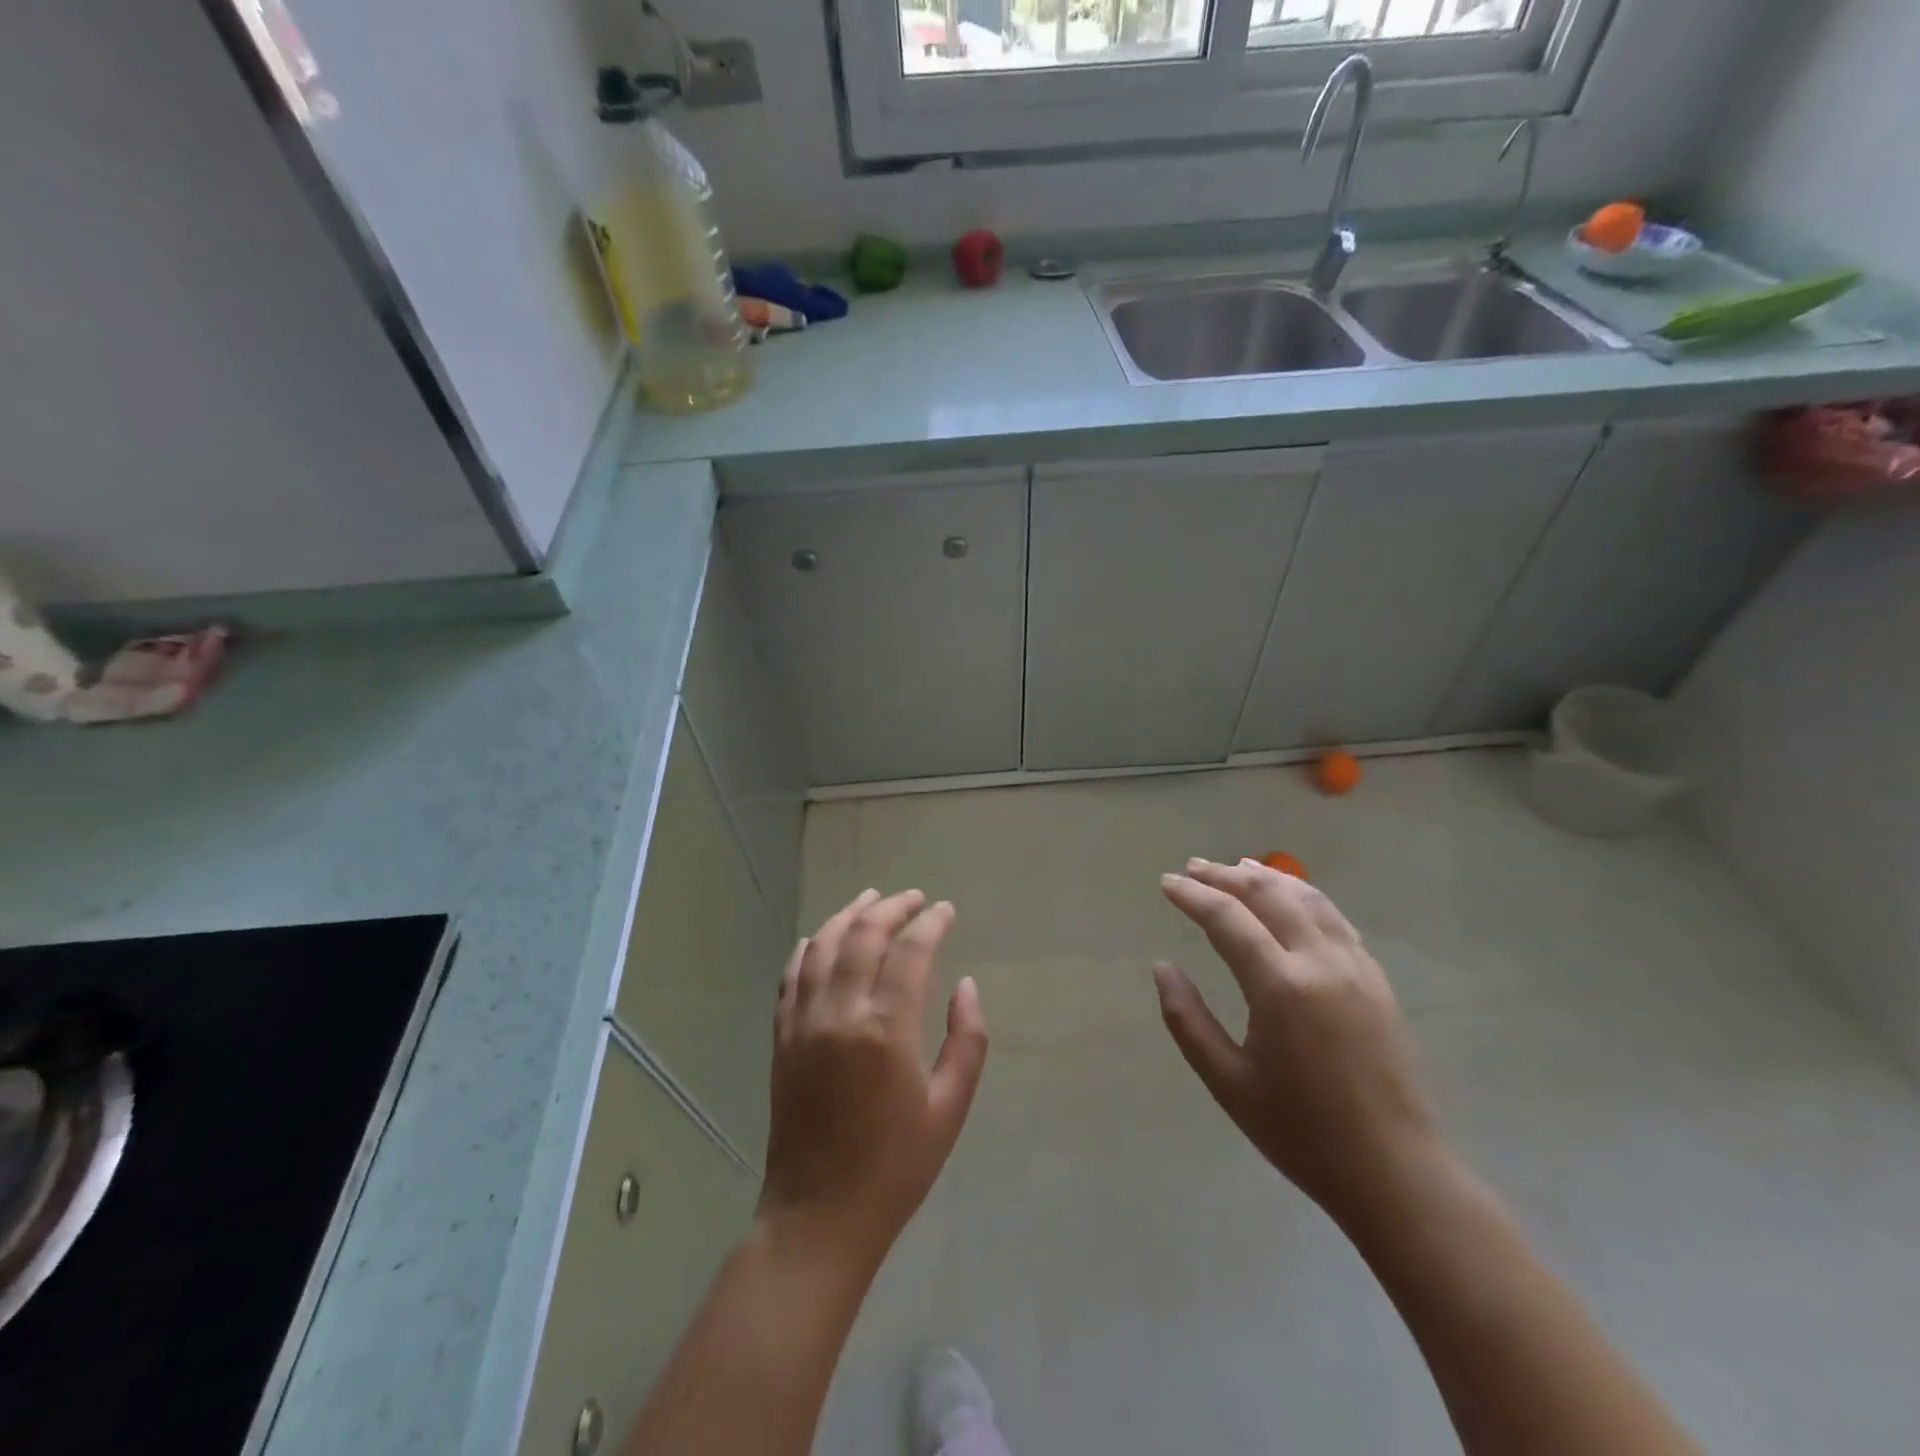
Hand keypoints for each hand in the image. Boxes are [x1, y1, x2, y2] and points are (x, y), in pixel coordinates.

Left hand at [759, 889, 988, 1269]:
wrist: (818, 1216)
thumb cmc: (895, 1167)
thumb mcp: (949, 1109)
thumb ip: (967, 1041)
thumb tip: (966, 985)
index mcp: (885, 1031)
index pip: (909, 952)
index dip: (930, 923)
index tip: (945, 910)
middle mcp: (839, 1014)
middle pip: (863, 936)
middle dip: (892, 908)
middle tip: (915, 899)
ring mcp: (803, 1023)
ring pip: (823, 946)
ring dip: (849, 915)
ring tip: (872, 899)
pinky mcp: (782, 1037)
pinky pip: (791, 975)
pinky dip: (809, 947)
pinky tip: (823, 936)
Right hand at [1155, 858, 1443, 1227]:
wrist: (1396, 1173)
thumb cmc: (1302, 1133)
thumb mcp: (1228, 1083)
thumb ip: (1188, 1020)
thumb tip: (1163, 968)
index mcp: (1281, 987)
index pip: (1227, 919)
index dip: (1193, 896)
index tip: (1166, 883)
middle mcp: (1320, 962)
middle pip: (1268, 895)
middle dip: (1226, 876)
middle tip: (1194, 868)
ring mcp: (1355, 967)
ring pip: (1307, 898)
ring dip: (1267, 877)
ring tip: (1238, 867)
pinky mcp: (1376, 979)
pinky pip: (1335, 919)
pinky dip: (1304, 896)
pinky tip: (1291, 897)